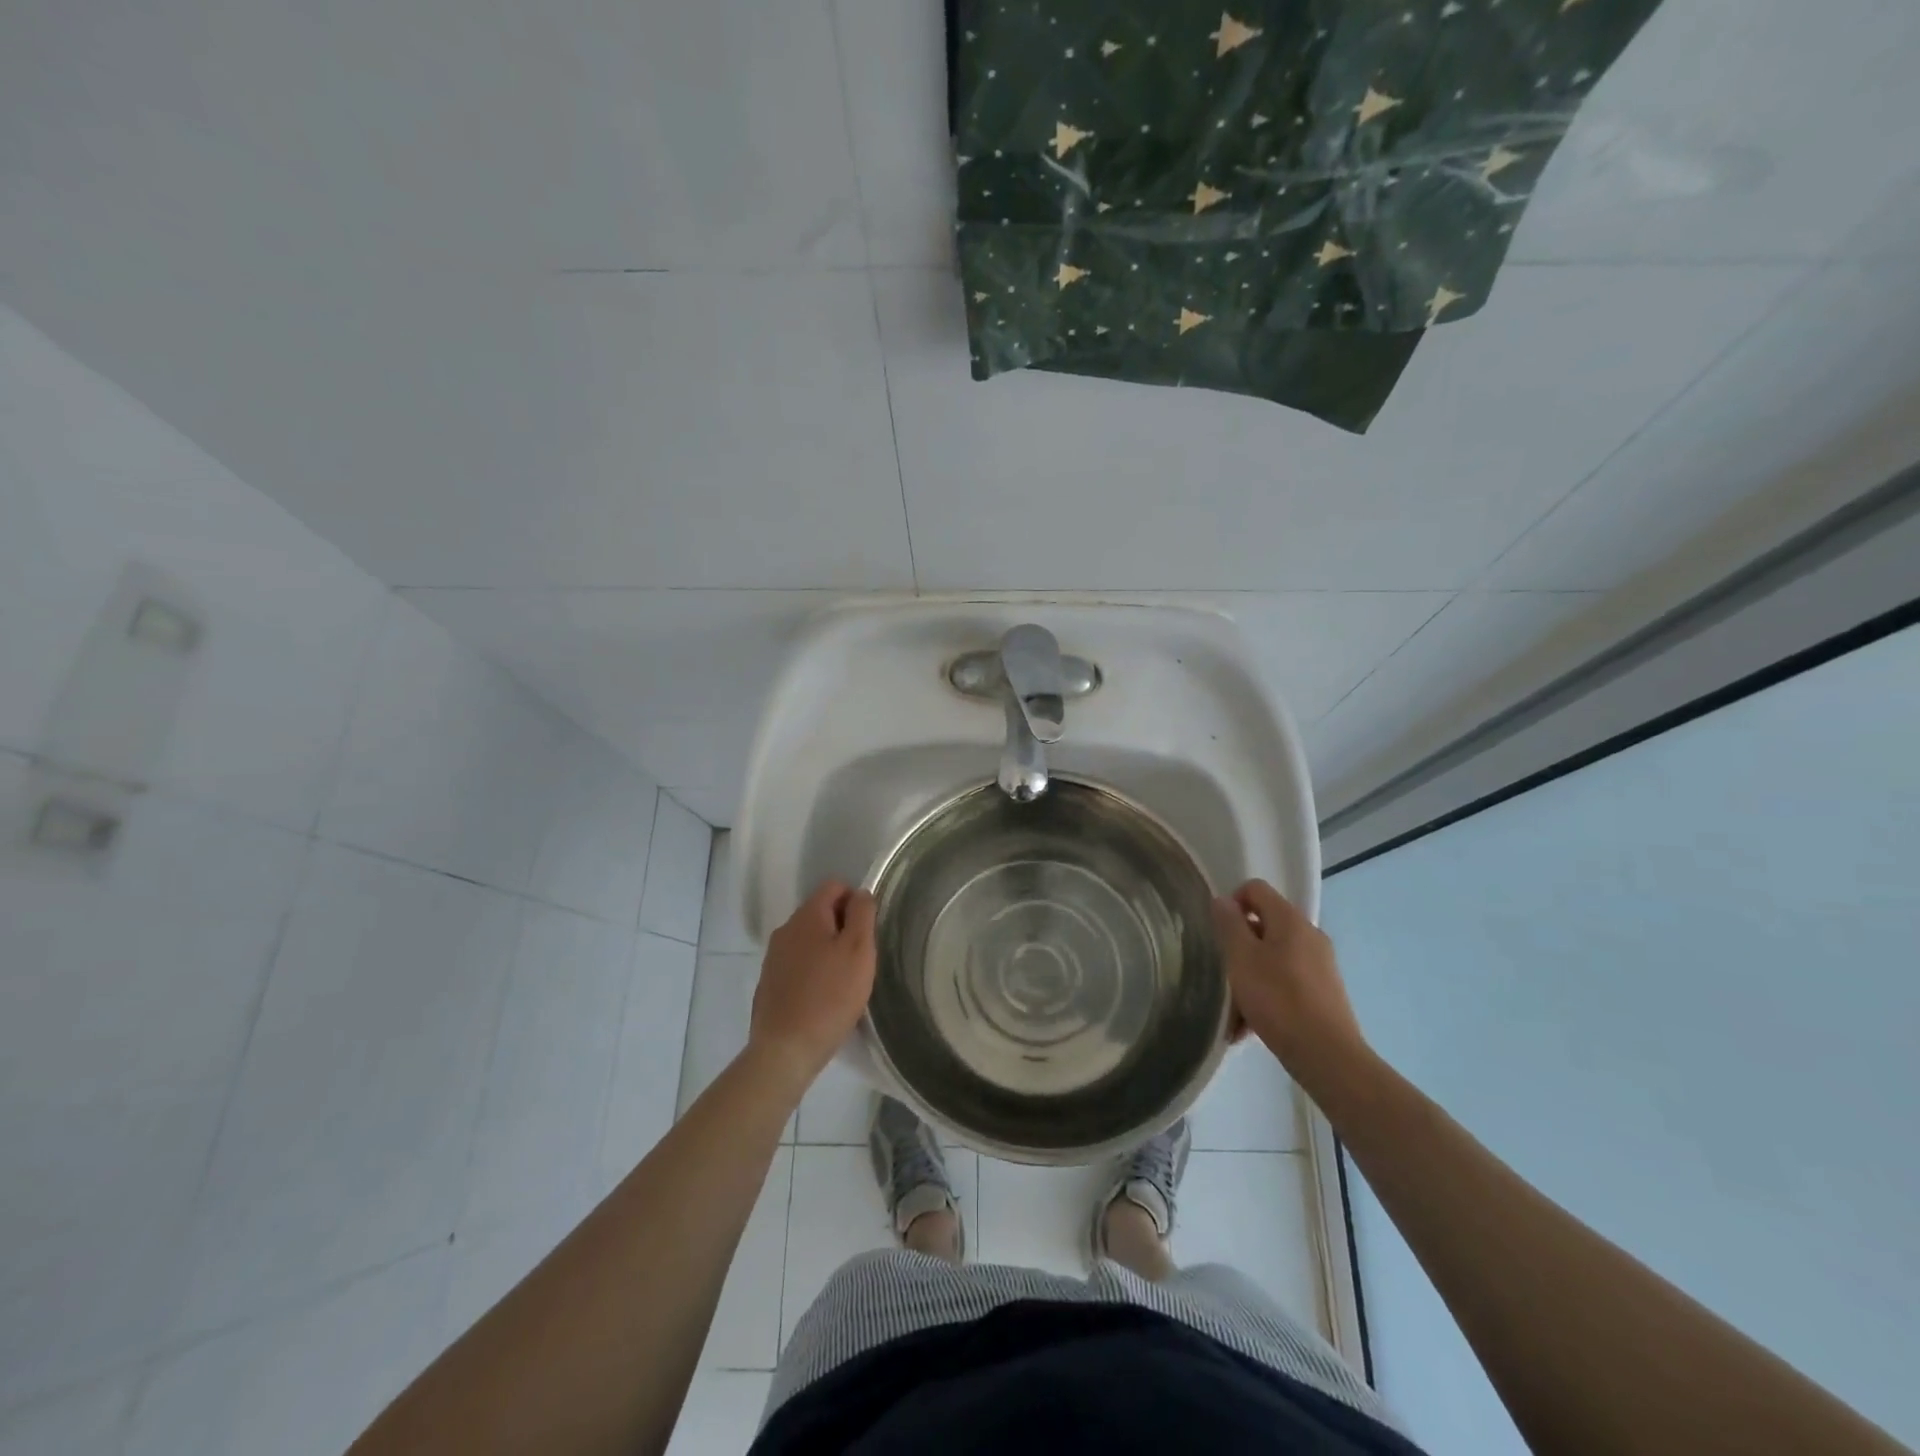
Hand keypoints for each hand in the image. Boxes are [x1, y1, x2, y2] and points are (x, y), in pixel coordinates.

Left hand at [749, 878, 877, 1086]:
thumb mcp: (859, 950)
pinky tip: (823, 997)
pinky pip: (797, 963)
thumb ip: (862, 914)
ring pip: (808, 939)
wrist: (785, 1049)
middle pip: (820, 911)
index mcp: (807, 916)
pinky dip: (813, 970)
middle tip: (860, 958)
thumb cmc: (830, 996)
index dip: (856, 900)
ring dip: (827, 949)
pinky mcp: (769, 982)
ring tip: (844, 980)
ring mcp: (773, 956)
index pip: (834, 886)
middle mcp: (786, 929)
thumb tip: (860, 893)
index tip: (868, 930)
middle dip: (843, 926)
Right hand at [1212, 880, 1368, 1090]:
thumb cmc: (1277, 1000)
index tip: (1219, 933)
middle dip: (1239, 945)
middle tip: (1224, 972)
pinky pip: (1286, 979)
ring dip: (1250, 973)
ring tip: (1235, 1006)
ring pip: (1273, 955)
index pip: (1255, 889)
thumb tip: (1223, 900)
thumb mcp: (1241, 958)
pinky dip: (1267, 991)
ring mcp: (1321, 963)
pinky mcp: (1324, 991)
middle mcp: (1309, 934)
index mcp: (1290, 920)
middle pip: (1264, 924)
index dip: (1231, 903)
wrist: (1327, 1055)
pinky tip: (1252, 1023)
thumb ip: (1229, 924)